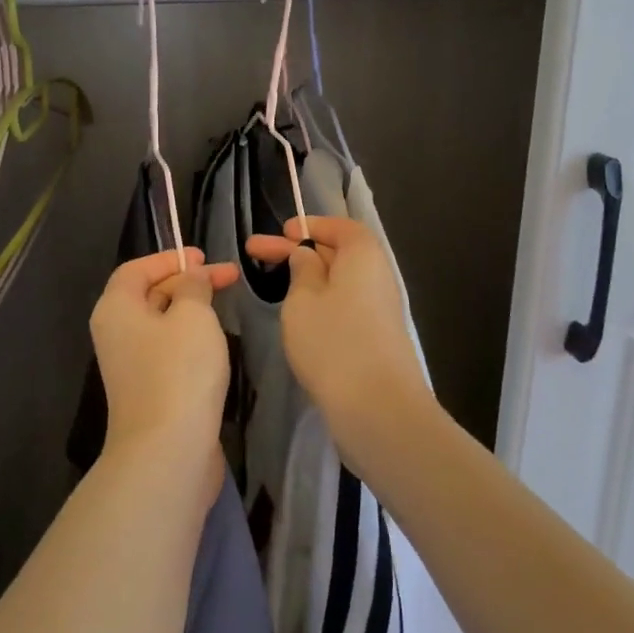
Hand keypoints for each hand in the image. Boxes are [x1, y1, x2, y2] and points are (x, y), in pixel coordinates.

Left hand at [89, 248, 239, 491]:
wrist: (169, 451)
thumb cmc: (179, 371)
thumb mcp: (193, 315)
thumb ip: (194, 287)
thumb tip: (192, 278)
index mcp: (116, 309)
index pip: (136, 269)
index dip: (169, 258)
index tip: (204, 257)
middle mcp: (116, 334)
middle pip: (149, 294)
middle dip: (188, 282)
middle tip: (229, 277)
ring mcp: (131, 365)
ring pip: (162, 324)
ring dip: (192, 310)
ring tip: (226, 305)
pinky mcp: (150, 390)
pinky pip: (168, 351)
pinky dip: (190, 338)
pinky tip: (216, 342)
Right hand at [243, 217, 435, 459]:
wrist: (378, 407)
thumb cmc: (333, 341)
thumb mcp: (303, 300)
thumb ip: (302, 271)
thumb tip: (307, 255)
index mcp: (363, 255)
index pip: (340, 226)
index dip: (311, 225)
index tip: (282, 232)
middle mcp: (377, 277)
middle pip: (337, 253)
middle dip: (298, 251)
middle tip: (254, 252)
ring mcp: (379, 310)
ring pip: (340, 283)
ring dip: (308, 280)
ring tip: (275, 285)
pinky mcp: (376, 339)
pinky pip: (345, 307)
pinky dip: (321, 304)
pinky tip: (299, 318)